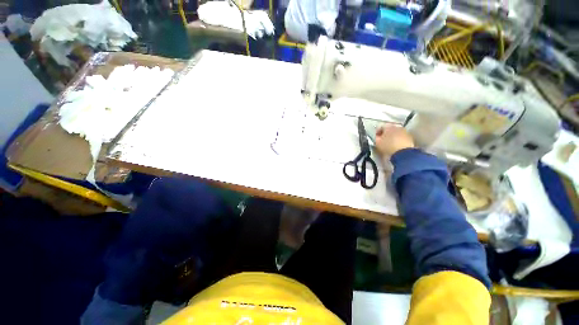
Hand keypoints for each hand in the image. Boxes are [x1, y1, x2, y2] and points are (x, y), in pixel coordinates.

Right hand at [375, 124, 414, 159]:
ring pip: (397, 132)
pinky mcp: (410, 137)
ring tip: (390, 143)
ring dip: (393, 136)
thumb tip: (377, 136)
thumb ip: (376, 137)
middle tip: (383, 140)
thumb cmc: (388, 147)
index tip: (376, 137)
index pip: (381, 127)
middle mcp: (397, 127)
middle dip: (386, 134)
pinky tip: (396, 145)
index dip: (378, 132)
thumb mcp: (377, 142)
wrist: (403, 153)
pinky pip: (402, 137)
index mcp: (388, 126)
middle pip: (390, 129)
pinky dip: (399, 140)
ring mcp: (405, 132)